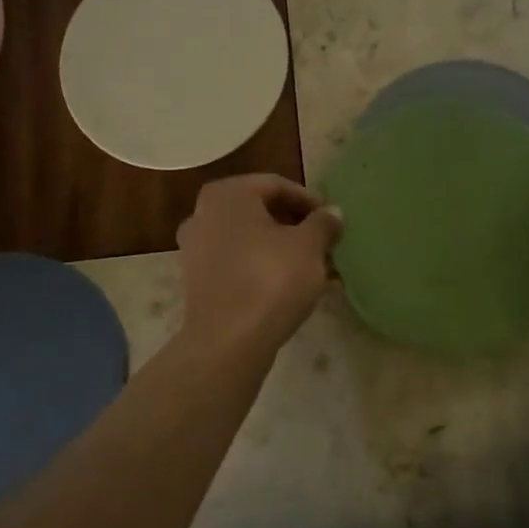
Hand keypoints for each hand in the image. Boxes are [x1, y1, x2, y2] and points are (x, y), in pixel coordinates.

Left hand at [175, 175, 342, 358]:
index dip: (309, 201)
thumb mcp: (309, 246)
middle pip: (260, 213)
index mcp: (226, 194)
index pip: (276, 185)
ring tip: (316, 268)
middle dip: (295, 227)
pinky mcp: (198, 282)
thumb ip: (323, 223)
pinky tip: (293, 288)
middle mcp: (203, 214)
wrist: (228, 341)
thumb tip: (333, 213)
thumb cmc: (271, 279)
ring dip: (283, 250)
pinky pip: (238, 265)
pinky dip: (264, 269)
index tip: (332, 221)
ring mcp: (196, 249)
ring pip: (250, 241)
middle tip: (325, 243)